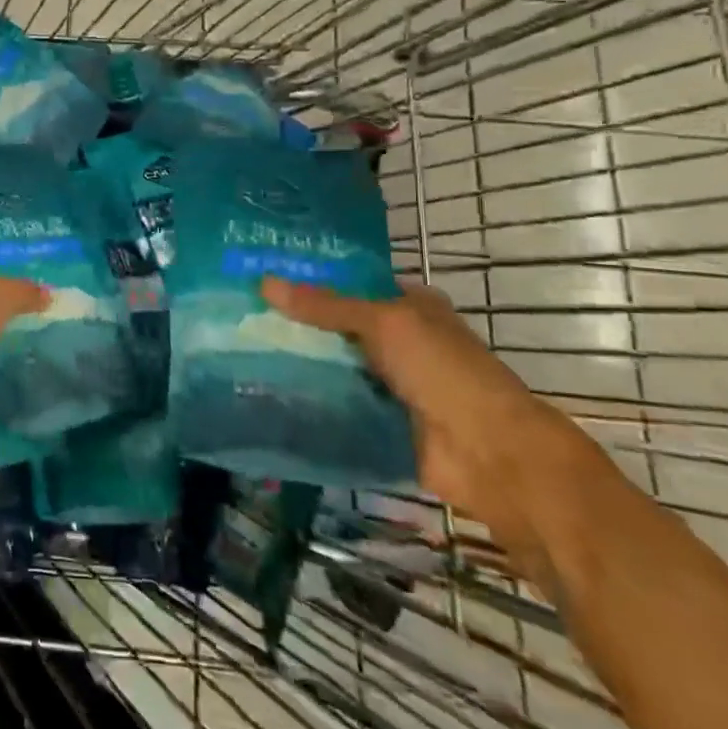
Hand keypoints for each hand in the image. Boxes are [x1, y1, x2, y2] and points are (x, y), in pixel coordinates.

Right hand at [261, 278, 604, 563]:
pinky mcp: (379, 422)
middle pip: (338, 325)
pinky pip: (336, 404)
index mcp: (409, 306)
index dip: (311, 278)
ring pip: (334, 365)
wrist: (489, 455)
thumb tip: (264, 282)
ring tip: (239, 348)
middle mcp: (399, 340)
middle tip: (238, 311)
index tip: (262, 273)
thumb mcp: (385, 323)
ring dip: (299, 362)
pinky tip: (264, 391)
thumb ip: (325, 306)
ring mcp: (389, 383)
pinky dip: (309, 399)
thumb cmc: (444, 371)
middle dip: (296, 321)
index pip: (351, 283)